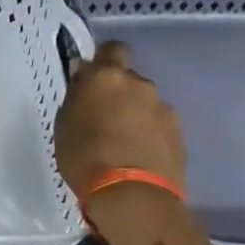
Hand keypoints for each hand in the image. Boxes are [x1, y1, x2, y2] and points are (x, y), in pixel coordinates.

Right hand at [54, 41, 185, 203]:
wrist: (132, 194)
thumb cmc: (84, 155)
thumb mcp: (65, 123)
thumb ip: (78, 95)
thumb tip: (84, 76)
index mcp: (107, 77)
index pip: (112, 49)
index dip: (103, 61)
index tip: (91, 79)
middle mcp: (139, 84)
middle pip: (128, 78)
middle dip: (117, 92)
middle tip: (102, 116)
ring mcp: (163, 108)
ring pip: (144, 102)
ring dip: (134, 113)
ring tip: (121, 141)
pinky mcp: (179, 132)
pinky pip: (158, 124)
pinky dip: (149, 132)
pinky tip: (137, 153)